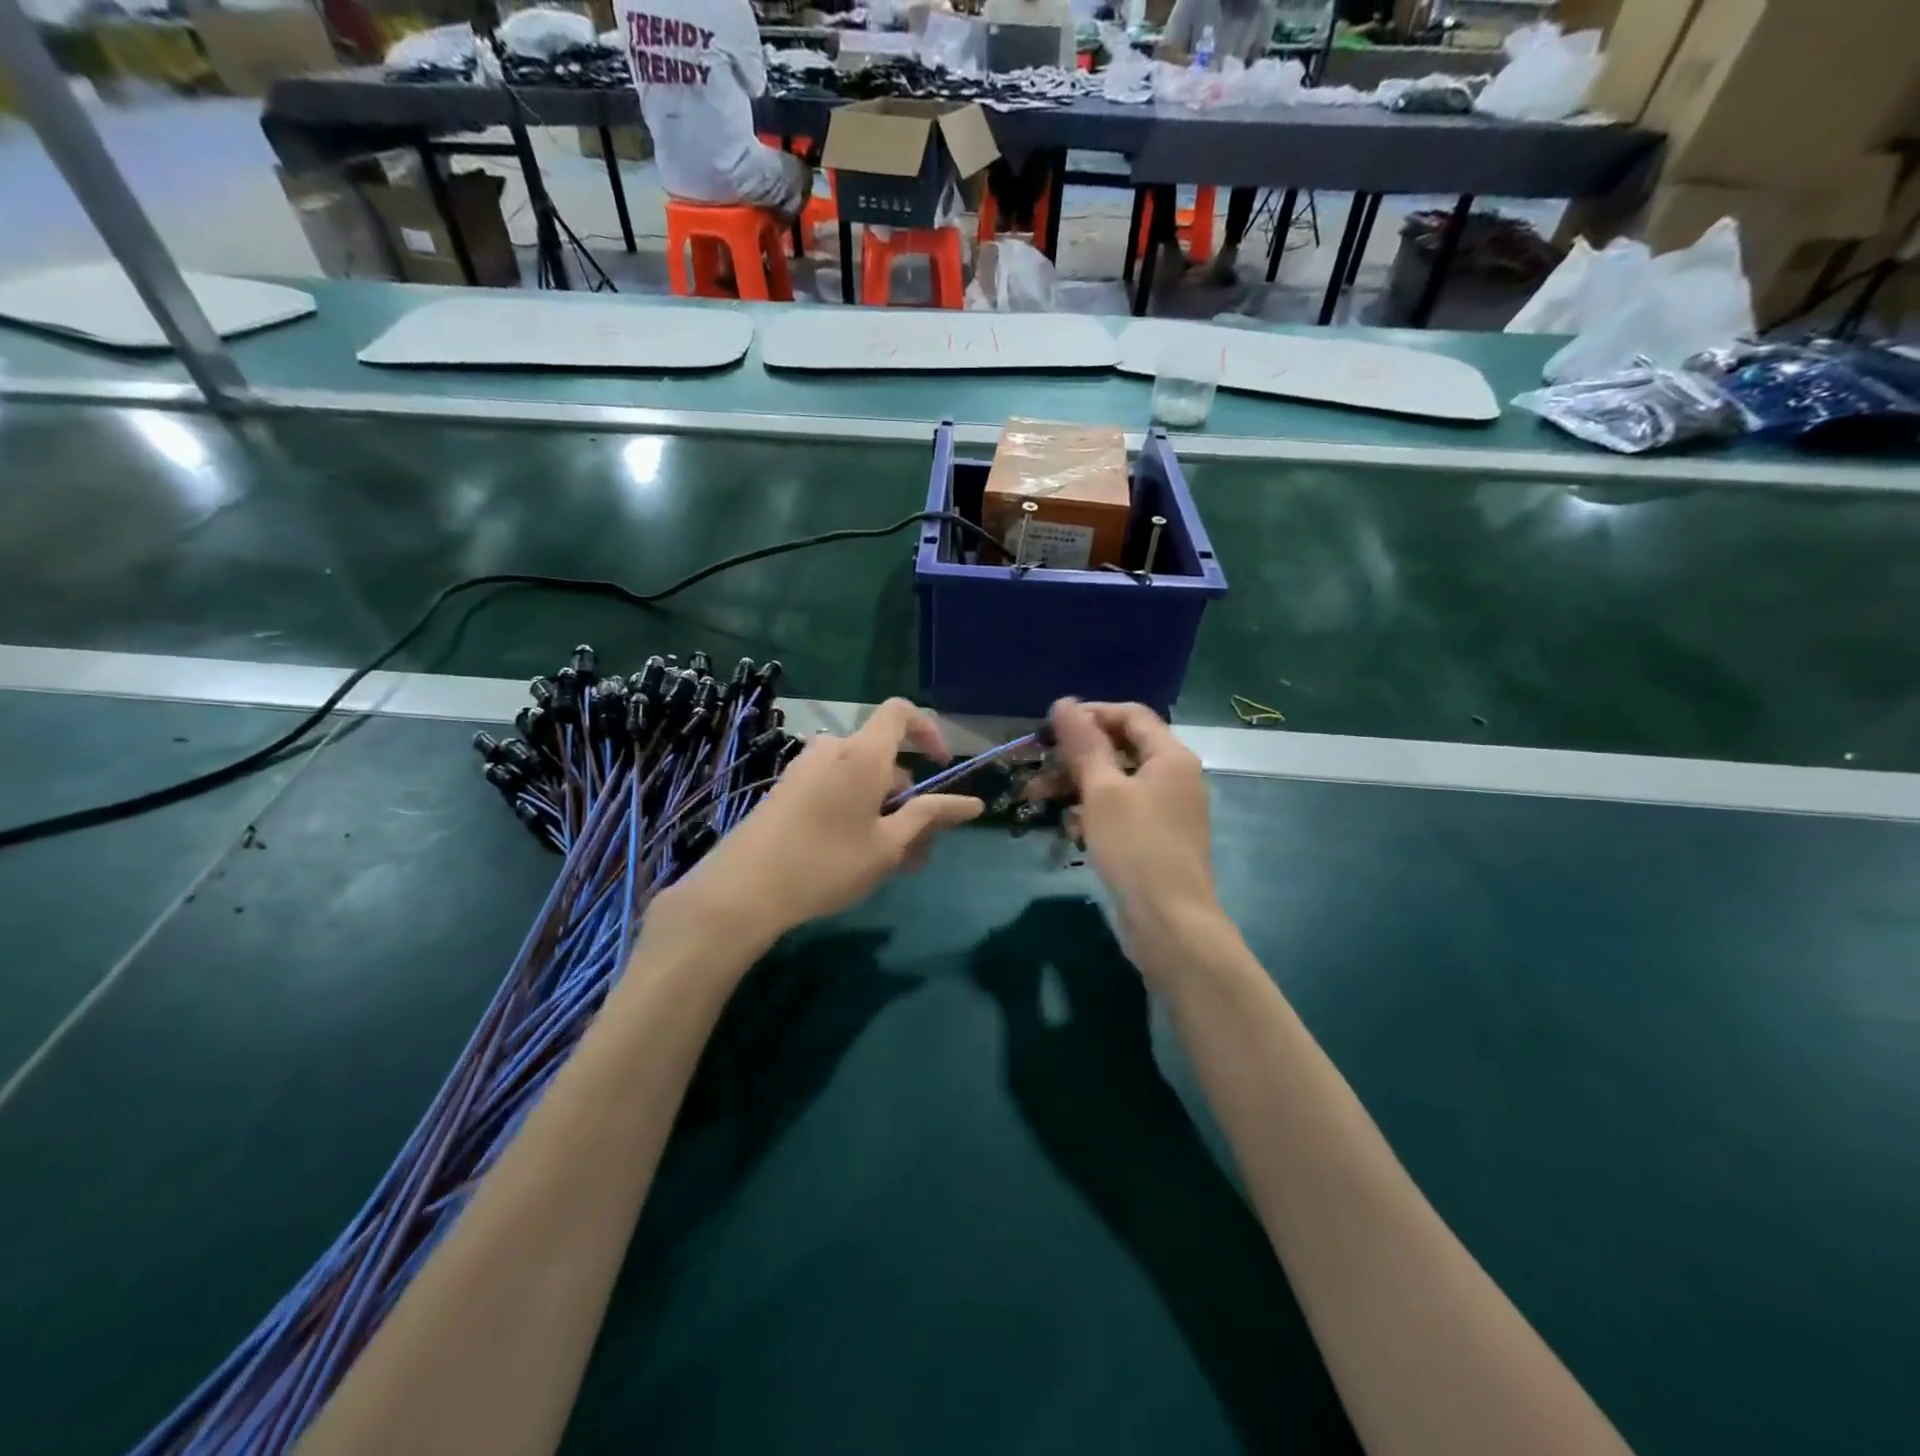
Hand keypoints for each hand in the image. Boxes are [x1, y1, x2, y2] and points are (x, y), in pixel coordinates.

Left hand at [650, 699, 982, 958]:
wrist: (743, 889)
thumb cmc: (827, 863)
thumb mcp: (888, 845)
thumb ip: (930, 817)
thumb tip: (974, 804)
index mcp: (862, 753)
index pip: (901, 712)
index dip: (928, 731)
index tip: (942, 766)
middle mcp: (833, 749)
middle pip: (884, 758)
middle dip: (909, 798)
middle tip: (920, 850)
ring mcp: (805, 768)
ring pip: (861, 780)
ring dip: (884, 813)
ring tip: (892, 864)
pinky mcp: (788, 789)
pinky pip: (835, 788)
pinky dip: (856, 812)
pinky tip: (857, 857)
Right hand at [1047, 698, 1224, 976]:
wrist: (1169, 923)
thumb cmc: (1135, 847)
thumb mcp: (1102, 790)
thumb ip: (1083, 744)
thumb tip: (1064, 702)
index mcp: (1171, 756)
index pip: (1129, 715)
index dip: (1090, 714)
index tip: (1049, 728)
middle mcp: (1174, 776)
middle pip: (1120, 748)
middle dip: (1075, 755)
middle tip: (1036, 766)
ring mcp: (1167, 810)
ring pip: (1116, 782)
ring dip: (1077, 785)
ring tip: (1037, 798)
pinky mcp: (1155, 838)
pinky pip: (1121, 811)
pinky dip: (1093, 812)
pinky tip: (1069, 829)